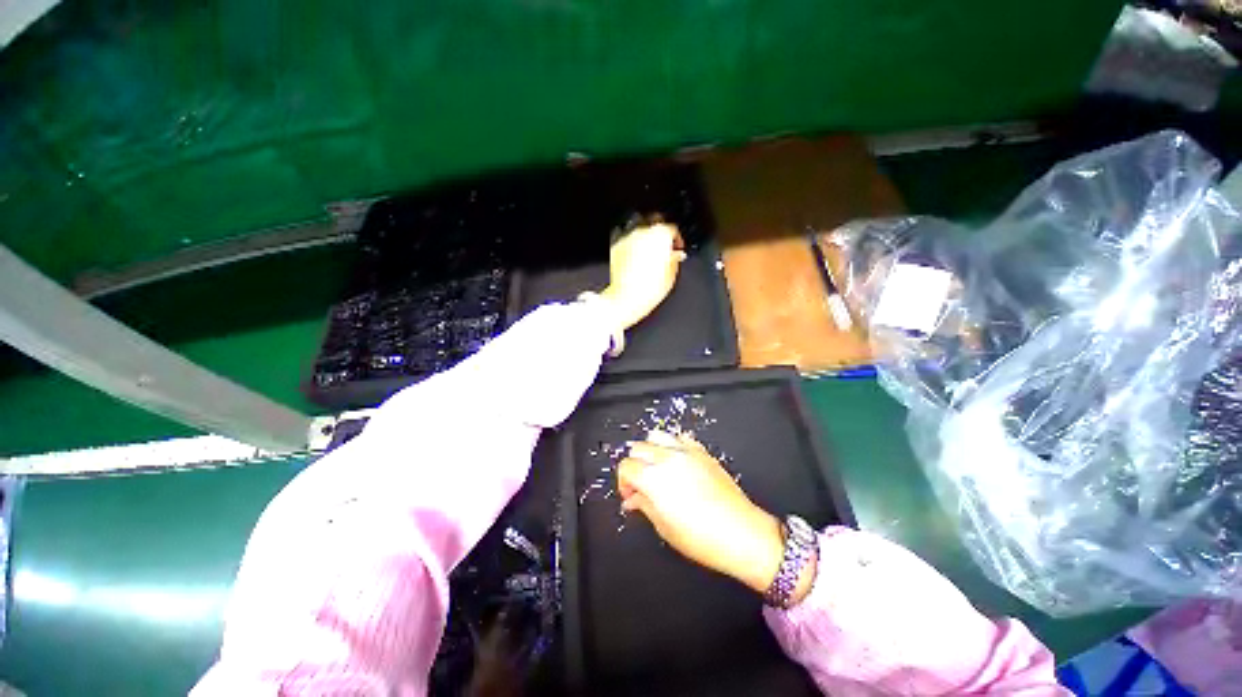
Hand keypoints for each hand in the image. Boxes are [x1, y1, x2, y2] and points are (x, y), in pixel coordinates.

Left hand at [598, 220, 685, 331]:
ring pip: (638, 226)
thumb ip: (675, 259)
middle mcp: (643, 232)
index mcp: (661, 236)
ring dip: (645, 234)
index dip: (676, 239)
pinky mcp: (616, 245)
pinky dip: (630, 242)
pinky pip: (625, 237)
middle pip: (655, 223)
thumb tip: (675, 255)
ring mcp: (628, 237)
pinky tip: (633, 253)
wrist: (627, 298)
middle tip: (664, 246)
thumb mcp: (671, 275)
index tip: (676, 248)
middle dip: (660, 233)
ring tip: (648, 248)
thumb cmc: (649, 289)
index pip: (672, 229)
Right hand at [616, 431, 785, 594]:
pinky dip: (672, 446)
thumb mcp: (664, 527)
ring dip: (650, 451)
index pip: (626, 466)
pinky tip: (676, 464)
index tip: (630, 495)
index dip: (624, 482)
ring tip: (656, 470)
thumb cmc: (702, 537)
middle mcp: (668, 458)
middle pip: (638, 448)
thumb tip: (633, 498)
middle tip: (641, 486)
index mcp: (654, 477)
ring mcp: (686, 451)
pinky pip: (679, 438)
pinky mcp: (702, 452)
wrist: (742, 533)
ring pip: (656, 436)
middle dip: (635, 465)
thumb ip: (643, 505)